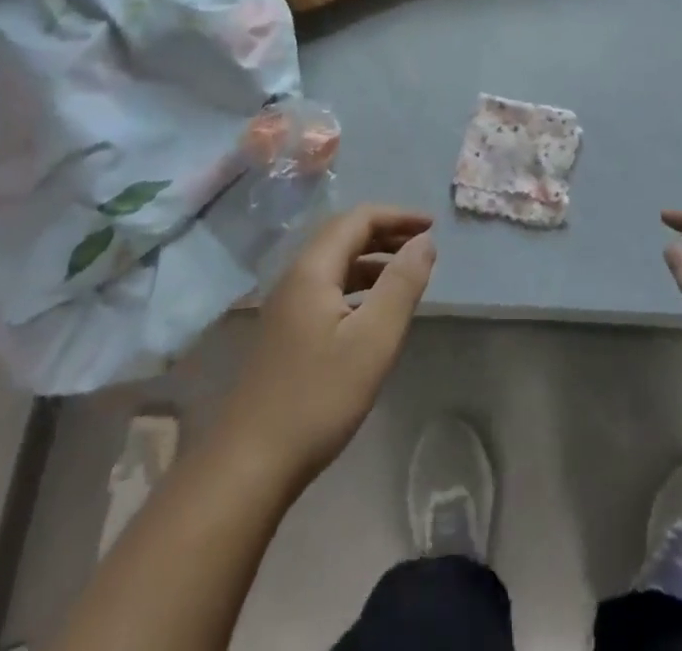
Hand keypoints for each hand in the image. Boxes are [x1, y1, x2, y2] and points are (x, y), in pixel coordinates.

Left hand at [217, 205, 434, 488]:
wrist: (248, 465)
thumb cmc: (318, 398)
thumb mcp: (373, 340)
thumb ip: (401, 284)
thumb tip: (424, 241)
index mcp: (312, 269)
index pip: (358, 219)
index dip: (397, 216)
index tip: (433, 226)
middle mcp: (295, 277)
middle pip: (344, 236)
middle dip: (386, 233)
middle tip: (424, 244)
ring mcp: (286, 306)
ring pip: (335, 264)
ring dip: (372, 260)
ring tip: (407, 273)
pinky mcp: (285, 332)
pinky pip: (327, 289)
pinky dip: (357, 285)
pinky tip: (373, 310)